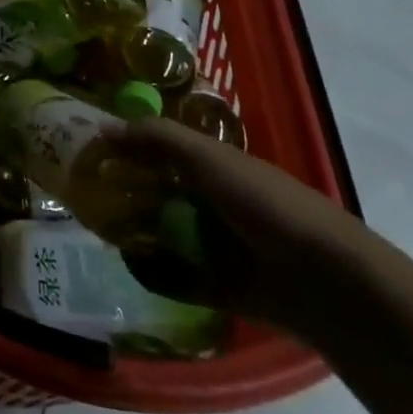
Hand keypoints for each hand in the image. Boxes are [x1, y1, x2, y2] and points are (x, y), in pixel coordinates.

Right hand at [112, 112, 373, 335]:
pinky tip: (128, 264)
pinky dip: (155, 272)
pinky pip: (178, 276)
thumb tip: (102, 126)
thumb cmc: (267, 206)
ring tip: (96, 230)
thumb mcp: (210, 160)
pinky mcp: (223, 287)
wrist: (329, 284)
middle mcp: (216, 202)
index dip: (127, 147)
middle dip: (124, 192)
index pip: (161, 150)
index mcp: (217, 167)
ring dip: (135, 231)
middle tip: (83, 194)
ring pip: (165, 233)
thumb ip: (158, 139)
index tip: (88, 152)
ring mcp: (220, 246)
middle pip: (159, 192)